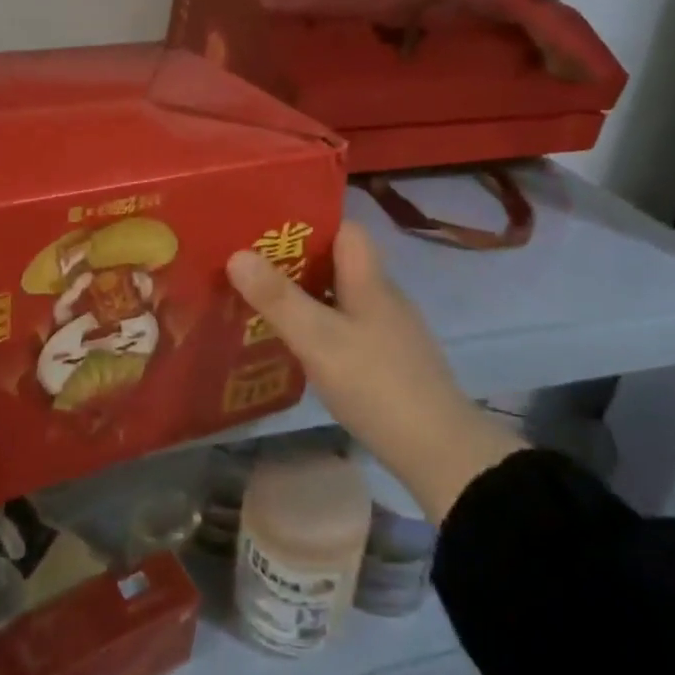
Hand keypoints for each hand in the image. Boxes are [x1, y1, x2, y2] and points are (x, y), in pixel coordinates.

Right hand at [228, 221, 525, 522]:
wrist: (438, 451)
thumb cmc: (375, 384)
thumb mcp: (318, 339)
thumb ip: (277, 298)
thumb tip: (236, 253)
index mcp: (370, 280)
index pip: (345, 229)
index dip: (310, 223)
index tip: (268, 231)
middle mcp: (382, 296)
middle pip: (338, 262)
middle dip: (296, 261)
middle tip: (250, 269)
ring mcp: (388, 329)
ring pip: (340, 296)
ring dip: (305, 296)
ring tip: (261, 303)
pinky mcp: (387, 360)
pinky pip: (346, 326)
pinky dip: (320, 326)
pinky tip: (295, 345)